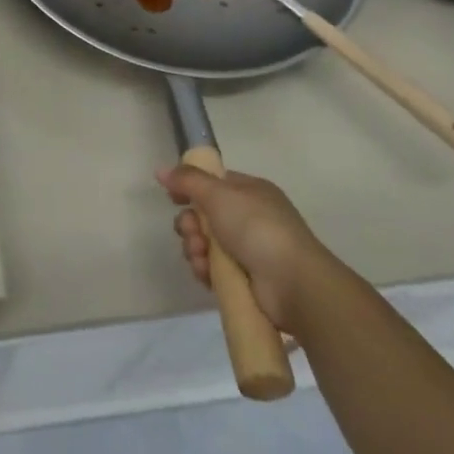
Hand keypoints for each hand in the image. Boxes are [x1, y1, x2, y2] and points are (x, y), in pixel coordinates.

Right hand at [158, 164, 319, 333]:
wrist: (292, 283)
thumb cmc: (257, 228)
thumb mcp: (219, 194)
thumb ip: (188, 180)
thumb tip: (161, 170)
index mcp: (250, 192)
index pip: (213, 184)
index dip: (190, 189)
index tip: (173, 198)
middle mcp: (249, 218)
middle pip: (204, 215)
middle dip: (190, 224)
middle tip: (192, 232)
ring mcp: (248, 249)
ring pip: (205, 244)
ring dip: (195, 248)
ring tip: (201, 256)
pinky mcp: (244, 278)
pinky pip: (212, 269)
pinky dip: (205, 270)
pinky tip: (206, 273)